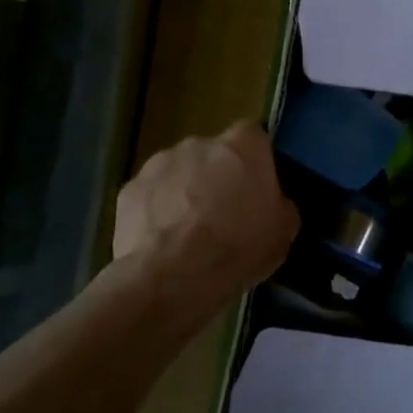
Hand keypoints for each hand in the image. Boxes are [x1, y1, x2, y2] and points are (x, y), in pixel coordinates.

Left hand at [114, 122, 298, 323]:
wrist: (172, 276)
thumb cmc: (238, 247)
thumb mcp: (284, 231)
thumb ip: (279, 204)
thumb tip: (272, 203)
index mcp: (243, 146)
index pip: (253, 136)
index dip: (253, 161)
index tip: (254, 187)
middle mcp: (200, 143)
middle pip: (212, 154)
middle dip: (216, 176)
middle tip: (222, 214)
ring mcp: (159, 163)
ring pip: (178, 172)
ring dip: (183, 193)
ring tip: (187, 233)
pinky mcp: (128, 189)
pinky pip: (150, 196)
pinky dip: (155, 212)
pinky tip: (161, 243)